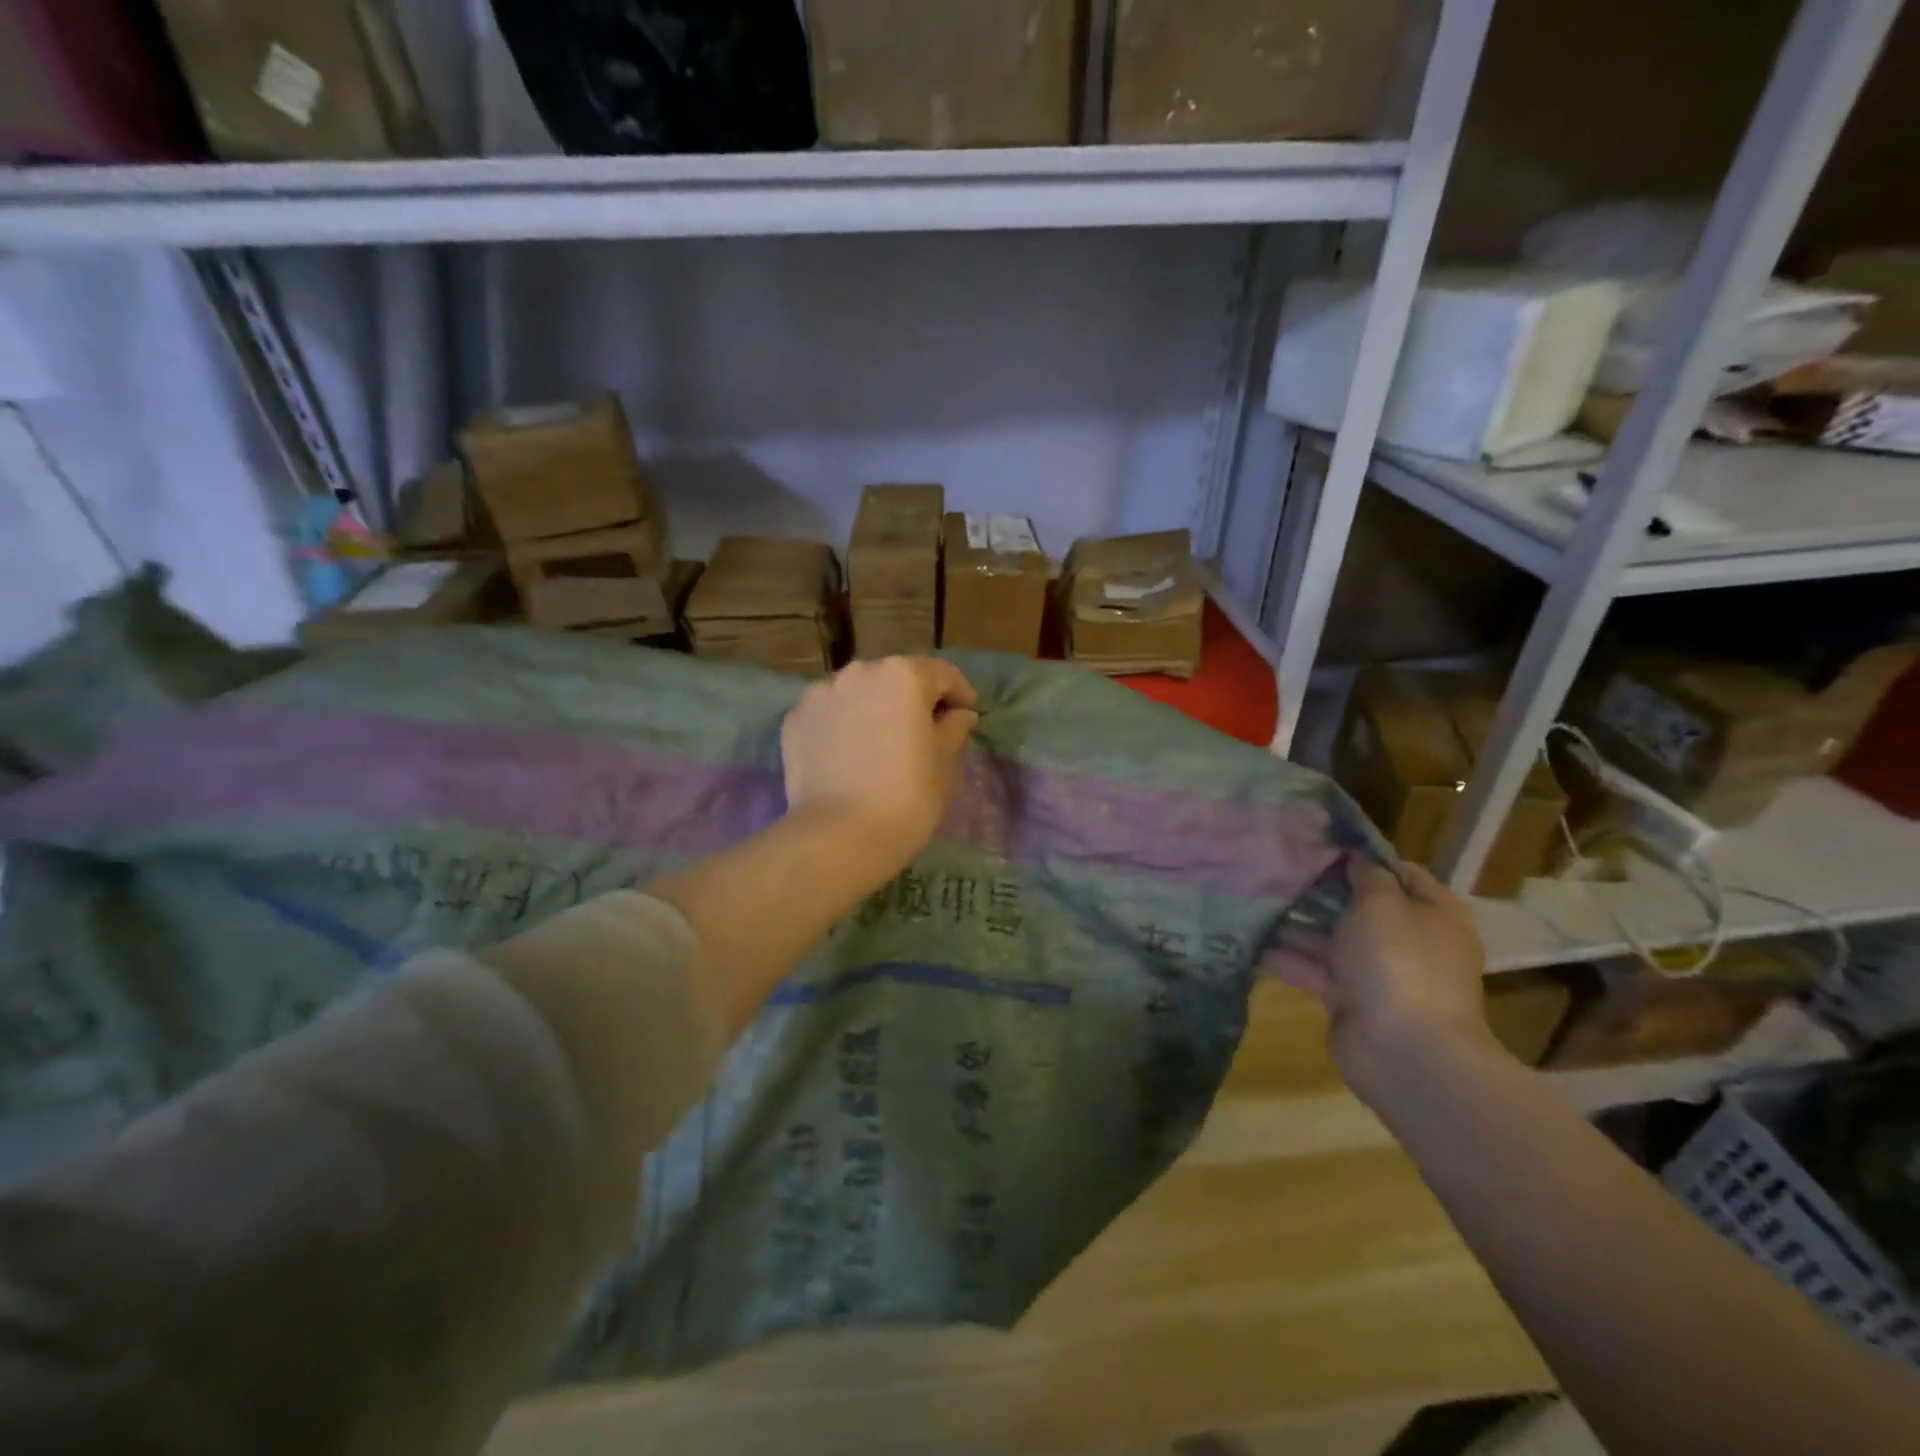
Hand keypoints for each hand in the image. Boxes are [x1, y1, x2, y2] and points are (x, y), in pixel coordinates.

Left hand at [781, 657, 979, 872]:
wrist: (838, 837)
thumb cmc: (907, 797)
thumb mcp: (944, 762)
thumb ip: (954, 727)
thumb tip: (959, 714)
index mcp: (903, 675)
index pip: (942, 674)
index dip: (959, 693)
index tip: (966, 715)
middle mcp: (859, 672)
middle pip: (896, 677)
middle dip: (913, 699)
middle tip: (924, 731)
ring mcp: (820, 694)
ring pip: (858, 692)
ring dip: (874, 707)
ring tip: (881, 742)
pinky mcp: (794, 719)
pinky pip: (829, 713)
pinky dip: (843, 724)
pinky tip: (849, 754)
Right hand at [1277, 854, 1493, 1104]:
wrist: (1404, 1052)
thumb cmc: (1399, 961)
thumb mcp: (1382, 904)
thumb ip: (1366, 875)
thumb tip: (1356, 855)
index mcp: (1431, 913)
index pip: (1398, 872)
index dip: (1361, 856)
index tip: (1318, 842)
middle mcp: (1407, 939)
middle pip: (1359, 905)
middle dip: (1319, 889)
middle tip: (1275, 868)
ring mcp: (1377, 972)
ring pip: (1330, 938)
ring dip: (1295, 922)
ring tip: (1252, 899)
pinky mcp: (1348, 999)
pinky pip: (1314, 969)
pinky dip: (1286, 957)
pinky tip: (1250, 940)